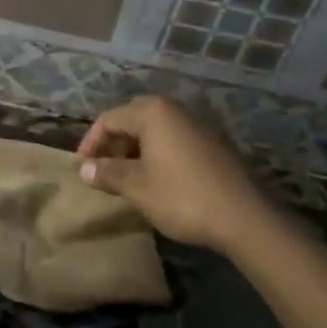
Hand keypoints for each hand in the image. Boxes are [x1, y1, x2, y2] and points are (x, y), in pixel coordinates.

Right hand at [75, 96, 266, 251]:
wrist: (245, 217)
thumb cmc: (182, 197)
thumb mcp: (137, 187)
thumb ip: (108, 173)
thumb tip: (84, 169)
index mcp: (153, 112)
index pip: (109, 119)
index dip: (90, 144)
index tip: (81, 170)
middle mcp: (176, 110)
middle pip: (132, 121)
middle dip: (113, 146)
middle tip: (102, 173)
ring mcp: (199, 125)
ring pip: (155, 132)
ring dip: (135, 152)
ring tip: (126, 180)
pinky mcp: (214, 144)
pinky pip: (175, 142)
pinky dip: (158, 156)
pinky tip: (157, 181)